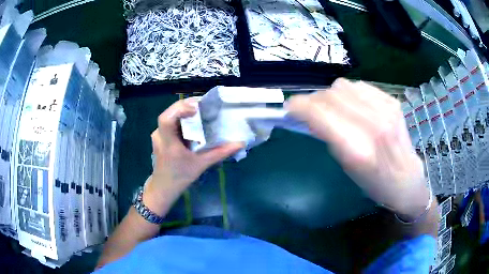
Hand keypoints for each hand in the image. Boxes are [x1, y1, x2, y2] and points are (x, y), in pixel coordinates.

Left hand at [143, 99, 243, 215]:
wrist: (163, 187)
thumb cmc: (180, 177)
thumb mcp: (201, 164)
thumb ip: (220, 153)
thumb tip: (239, 144)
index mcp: (168, 143)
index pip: (166, 119)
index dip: (179, 110)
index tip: (196, 108)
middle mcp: (159, 135)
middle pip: (168, 113)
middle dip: (185, 106)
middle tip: (202, 106)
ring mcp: (157, 135)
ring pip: (169, 117)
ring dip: (183, 112)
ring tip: (198, 111)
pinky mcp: (159, 137)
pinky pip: (169, 123)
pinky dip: (180, 119)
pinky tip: (190, 123)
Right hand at [286, 78, 429, 219]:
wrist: (406, 178)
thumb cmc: (374, 182)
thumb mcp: (346, 166)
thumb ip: (328, 136)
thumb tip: (310, 114)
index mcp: (358, 149)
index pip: (320, 113)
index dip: (299, 106)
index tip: (289, 108)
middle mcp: (373, 124)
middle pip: (330, 95)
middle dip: (313, 100)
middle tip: (309, 110)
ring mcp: (386, 109)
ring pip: (343, 86)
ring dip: (330, 95)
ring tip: (332, 108)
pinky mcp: (392, 101)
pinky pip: (359, 86)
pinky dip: (349, 93)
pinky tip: (353, 105)